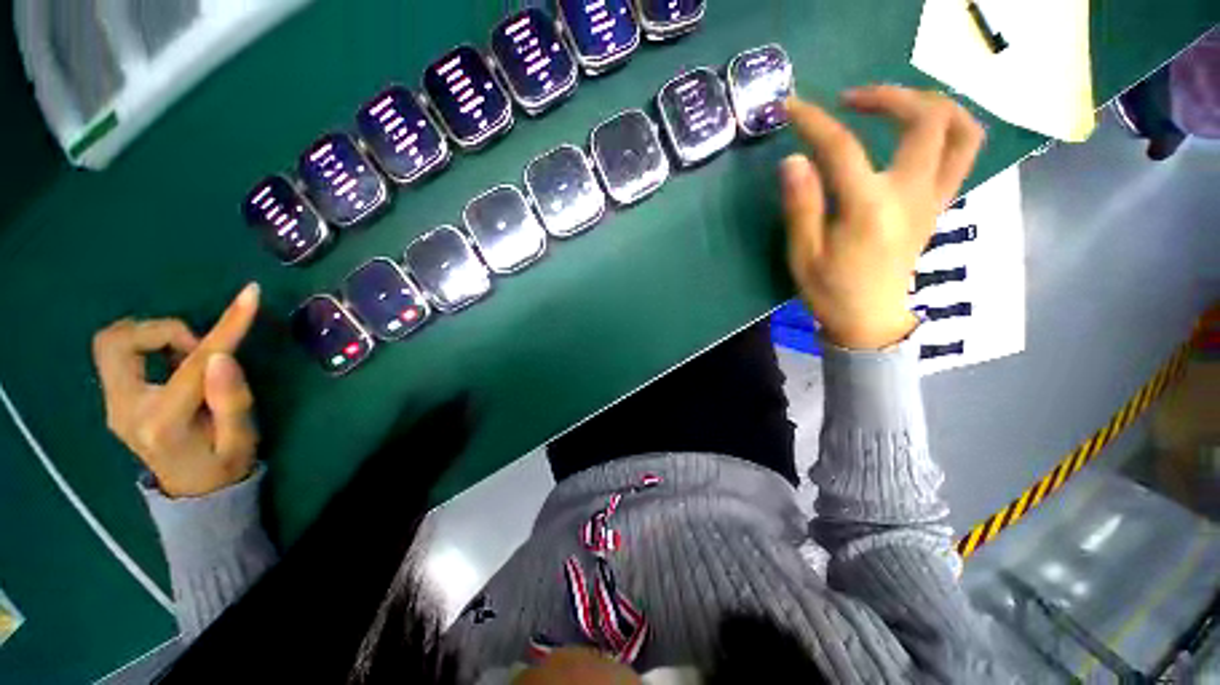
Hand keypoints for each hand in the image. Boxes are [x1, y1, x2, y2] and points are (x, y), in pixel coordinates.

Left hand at [93, 284, 260, 496]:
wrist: (193, 492)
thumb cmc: (223, 465)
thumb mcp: (241, 439)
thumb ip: (232, 401)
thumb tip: (223, 356)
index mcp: (162, 423)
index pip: (193, 363)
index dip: (225, 326)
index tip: (250, 295)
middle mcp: (125, 409)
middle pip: (120, 342)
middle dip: (163, 332)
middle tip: (197, 350)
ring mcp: (113, 404)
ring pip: (113, 343)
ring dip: (153, 338)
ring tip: (186, 359)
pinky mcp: (114, 399)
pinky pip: (118, 354)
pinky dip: (146, 347)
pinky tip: (172, 366)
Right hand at [779, 86, 984, 348]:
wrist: (870, 319)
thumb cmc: (830, 290)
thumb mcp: (803, 255)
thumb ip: (801, 206)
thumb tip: (793, 160)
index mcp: (869, 208)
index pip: (842, 148)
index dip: (814, 122)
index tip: (791, 108)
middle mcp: (911, 193)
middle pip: (925, 118)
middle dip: (887, 96)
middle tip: (851, 101)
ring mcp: (933, 197)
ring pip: (960, 129)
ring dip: (930, 103)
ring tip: (894, 105)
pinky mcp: (939, 204)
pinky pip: (963, 152)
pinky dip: (947, 127)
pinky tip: (917, 131)